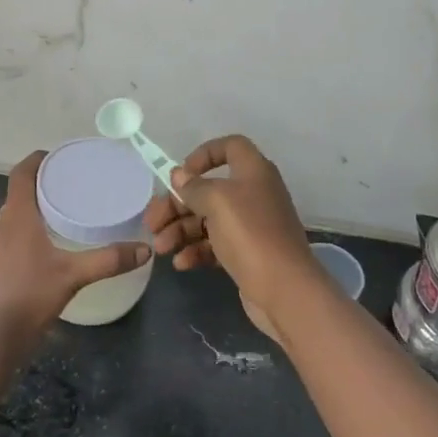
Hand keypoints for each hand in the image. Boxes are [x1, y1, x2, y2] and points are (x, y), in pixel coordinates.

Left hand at [0, 151, 151, 339]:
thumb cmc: (29, 293)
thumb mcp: (74, 275)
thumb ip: (109, 260)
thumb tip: (145, 249)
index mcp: (17, 216)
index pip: (20, 174)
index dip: (36, 160)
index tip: (57, 156)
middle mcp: (3, 226)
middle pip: (19, 194)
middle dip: (42, 185)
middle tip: (71, 184)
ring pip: (16, 217)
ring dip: (36, 210)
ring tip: (65, 213)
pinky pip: (14, 238)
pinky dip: (31, 233)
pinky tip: (51, 249)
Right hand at [142, 135, 325, 329]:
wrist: (285, 289)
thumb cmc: (250, 234)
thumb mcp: (217, 202)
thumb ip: (194, 187)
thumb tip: (179, 176)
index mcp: (253, 172)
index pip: (230, 146)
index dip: (204, 154)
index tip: (181, 174)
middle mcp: (253, 194)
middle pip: (208, 189)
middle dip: (177, 205)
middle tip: (152, 222)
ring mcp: (250, 226)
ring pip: (208, 219)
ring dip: (180, 230)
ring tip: (161, 248)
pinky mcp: (247, 253)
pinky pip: (215, 245)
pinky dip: (196, 250)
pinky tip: (181, 263)